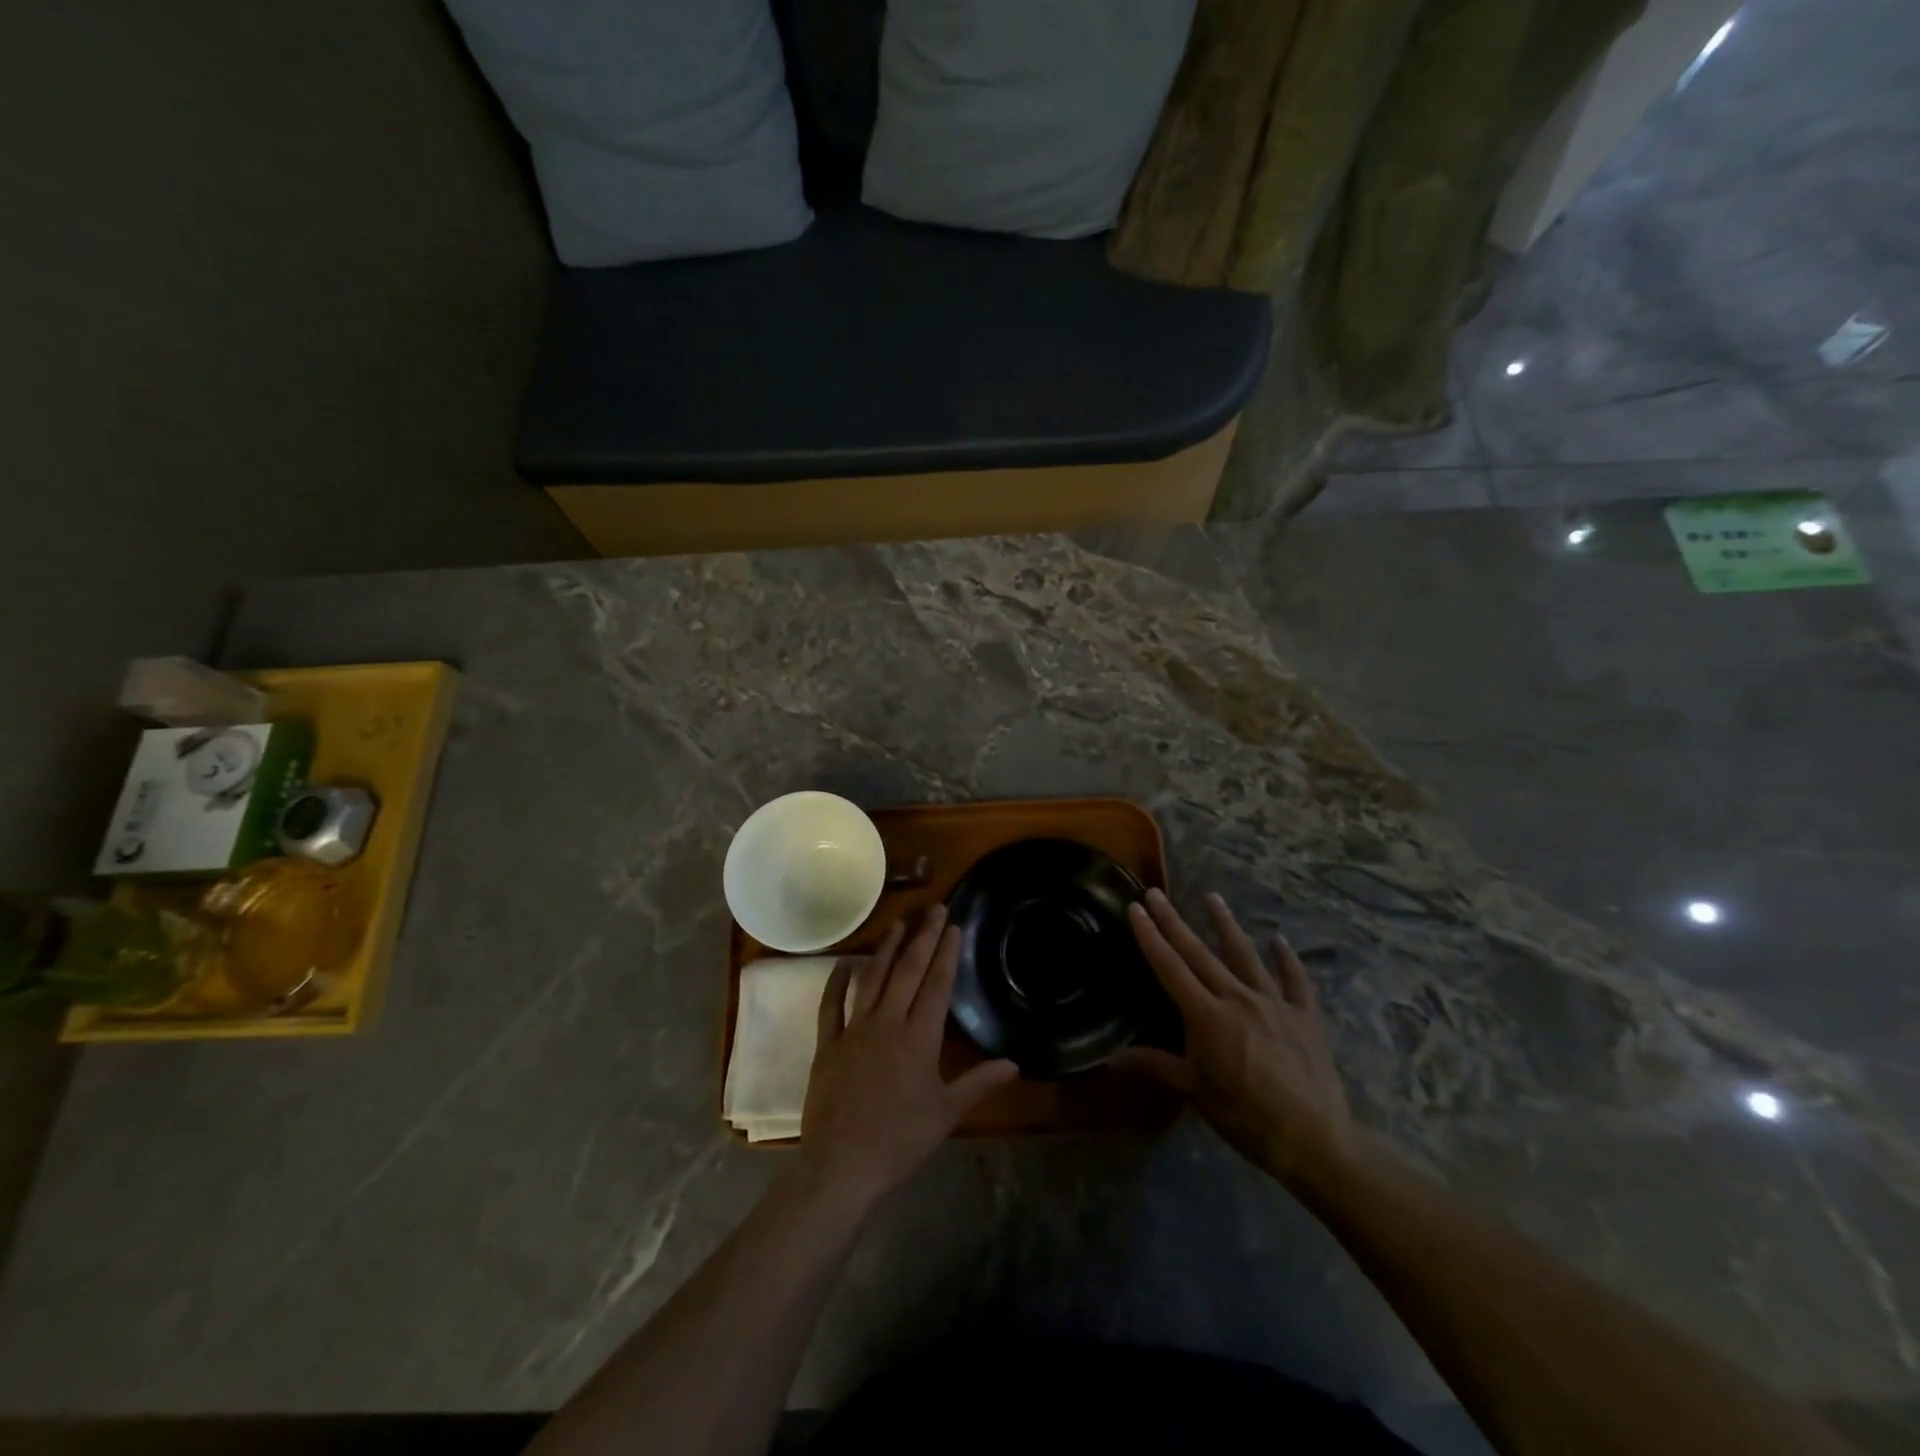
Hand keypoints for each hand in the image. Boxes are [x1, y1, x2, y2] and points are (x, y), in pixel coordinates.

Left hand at [801, 905, 1018, 1207]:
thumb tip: (1014, 1064)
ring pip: (872, 979)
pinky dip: (838, 981)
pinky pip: (832, 1005)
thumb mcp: (947, 1114)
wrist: (842, 1165)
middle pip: (907, 971)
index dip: (946, 953)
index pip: (937, 985)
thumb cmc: (899, 1140)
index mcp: (919, 1038)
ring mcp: (854, 1030)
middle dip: (923, 937)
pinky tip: (846, 963)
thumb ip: (979, 1083)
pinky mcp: (828, 1044)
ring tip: (898, 923)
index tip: (954, 926)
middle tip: (934, 909)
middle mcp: (887, 1023)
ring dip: (886, 949)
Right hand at [1120, 889, 1355, 1184]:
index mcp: (1205, 1015)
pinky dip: (1287, 959)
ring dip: (1226, 924)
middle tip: (1156, 893)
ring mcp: (1274, 1002)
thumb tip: (1108, 1060)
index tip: (1135, 908)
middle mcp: (1237, 997)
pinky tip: (1279, 941)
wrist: (1313, 1138)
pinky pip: (1295, 979)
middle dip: (1174, 921)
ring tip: (1212, 897)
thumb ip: (1154, 1065)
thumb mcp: (1194, 1090)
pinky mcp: (1305, 1015)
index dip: (1150, 936)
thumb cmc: (1244, 1116)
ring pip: (1245, 954)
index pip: (1169, 967)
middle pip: (1199, 952)